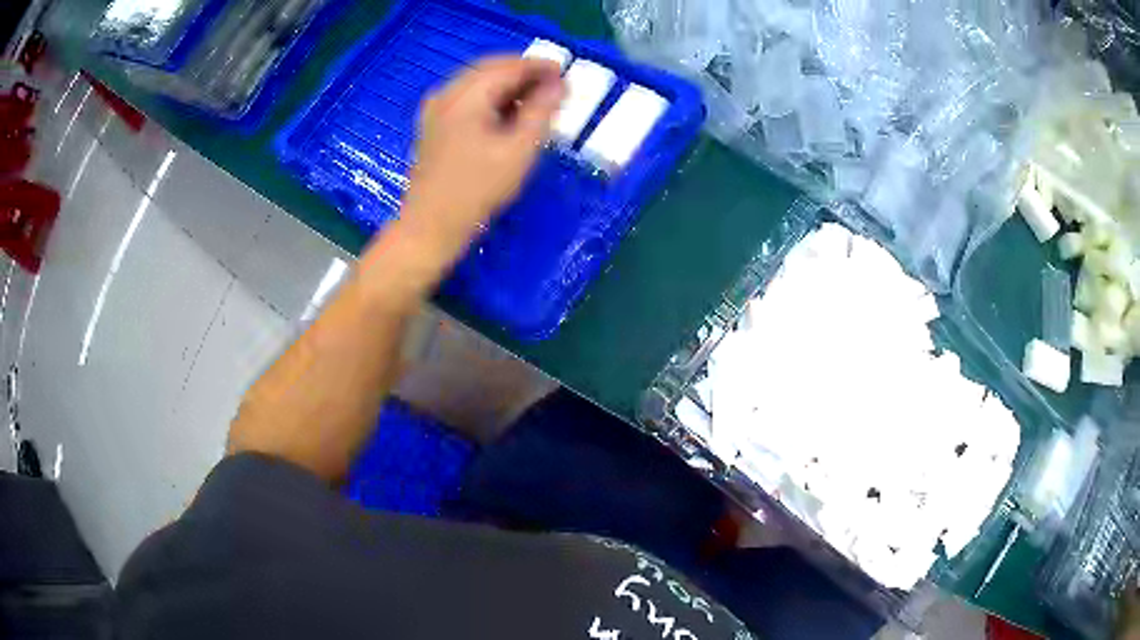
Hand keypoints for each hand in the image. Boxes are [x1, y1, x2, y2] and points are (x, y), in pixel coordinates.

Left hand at [398, 55, 565, 259]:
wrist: (430, 225)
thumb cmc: (477, 190)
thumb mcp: (518, 151)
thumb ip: (542, 112)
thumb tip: (559, 85)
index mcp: (465, 95)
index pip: (508, 66)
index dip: (539, 66)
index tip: (565, 73)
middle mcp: (446, 93)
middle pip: (490, 68)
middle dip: (523, 73)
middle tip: (554, 85)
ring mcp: (436, 108)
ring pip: (478, 82)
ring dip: (508, 85)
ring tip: (536, 100)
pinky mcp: (433, 123)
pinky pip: (467, 97)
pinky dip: (491, 97)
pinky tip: (507, 114)